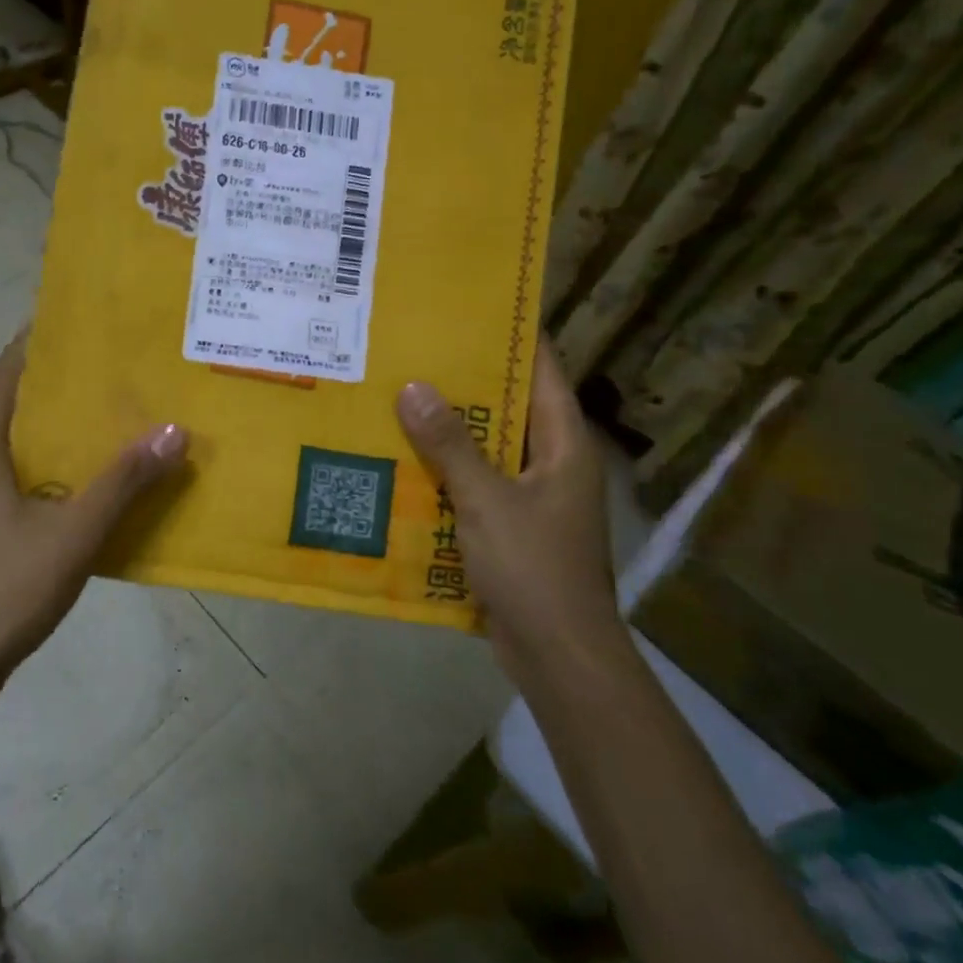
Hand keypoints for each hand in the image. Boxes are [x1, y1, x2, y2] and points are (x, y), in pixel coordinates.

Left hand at [0, 335, 188, 691]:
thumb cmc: (6, 590)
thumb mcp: (76, 534)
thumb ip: (124, 482)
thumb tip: (174, 431)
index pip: (0, 380)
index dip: (30, 347)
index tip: (66, 323)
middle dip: (44, 389)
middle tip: (96, 374)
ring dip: (38, 432)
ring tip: (90, 424)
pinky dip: (30, 468)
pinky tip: (65, 488)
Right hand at [395, 341, 618, 686]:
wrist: (558, 655)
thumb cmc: (534, 569)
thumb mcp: (487, 501)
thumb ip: (451, 445)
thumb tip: (414, 387)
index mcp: (564, 444)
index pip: (542, 371)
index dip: (512, 336)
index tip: (470, 307)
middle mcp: (552, 462)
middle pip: (509, 407)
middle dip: (465, 382)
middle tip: (413, 352)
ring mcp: (533, 497)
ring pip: (487, 448)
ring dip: (449, 430)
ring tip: (397, 398)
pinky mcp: (510, 527)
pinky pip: (475, 485)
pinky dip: (445, 472)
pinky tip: (402, 462)